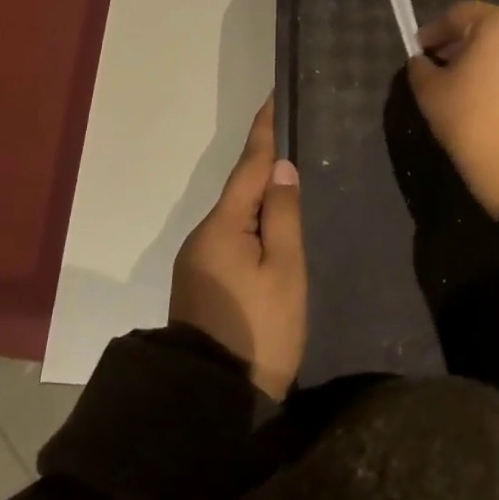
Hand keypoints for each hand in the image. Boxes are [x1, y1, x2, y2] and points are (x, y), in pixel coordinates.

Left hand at [168, 99, 305, 399]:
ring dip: (263, 198)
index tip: (272, 98)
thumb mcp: (284, 271)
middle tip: (298, 138)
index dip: (263, 132)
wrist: (210, 400)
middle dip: (267, 165)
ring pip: (238, 216)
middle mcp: (204, 236)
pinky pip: (233, 237)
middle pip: (242, 190)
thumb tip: (282, 170)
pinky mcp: (204, 281)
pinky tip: (275, 227)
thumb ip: (284, 216)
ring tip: (296, 181)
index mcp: (222, 227)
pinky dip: (255, 224)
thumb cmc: (259, 330)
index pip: (249, 167)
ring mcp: (200, 260)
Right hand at [407, 1, 498, 218]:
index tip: (417, 50)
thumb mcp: (431, 92)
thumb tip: (422, 61)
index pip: (458, 15)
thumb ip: (420, 68)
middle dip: (458, 42)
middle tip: (437, 64)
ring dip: (481, 55)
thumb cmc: (472, 120)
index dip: (433, 31)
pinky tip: (486, 94)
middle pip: (485, 26)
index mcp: (497, 23)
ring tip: (461, 81)